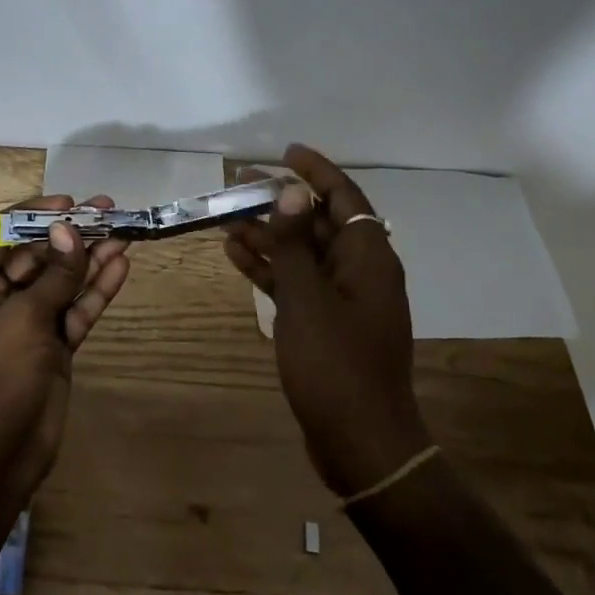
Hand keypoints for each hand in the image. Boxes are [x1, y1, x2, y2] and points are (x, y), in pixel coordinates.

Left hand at [0, 195, 130, 501]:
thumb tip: (71, 229)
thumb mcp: (23, 319)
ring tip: (124, 231)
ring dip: (90, 257)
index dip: (33, 213)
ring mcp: (28, 321)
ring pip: (62, 280)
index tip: (68, 202)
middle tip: (108, 210)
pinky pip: (76, 308)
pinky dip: (97, 290)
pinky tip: (121, 266)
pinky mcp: (53, 344)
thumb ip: (54, 275)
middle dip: (70, 233)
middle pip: (37, 253)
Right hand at [224, 146, 430, 496]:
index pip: (344, 197)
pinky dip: (271, 268)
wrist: (360, 442)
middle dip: (280, 201)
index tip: (287, 151)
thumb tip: (291, 190)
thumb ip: (294, 244)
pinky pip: (297, 282)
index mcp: (368, 257)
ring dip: (268, 234)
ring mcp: (342, 298)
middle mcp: (359, 270)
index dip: (316, 171)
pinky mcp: (325, 323)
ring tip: (226, 216)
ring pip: (302, 253)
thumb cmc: (335, 365)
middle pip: (317, 222)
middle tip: (240, 182)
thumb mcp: (308, 299)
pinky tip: (236, 254)